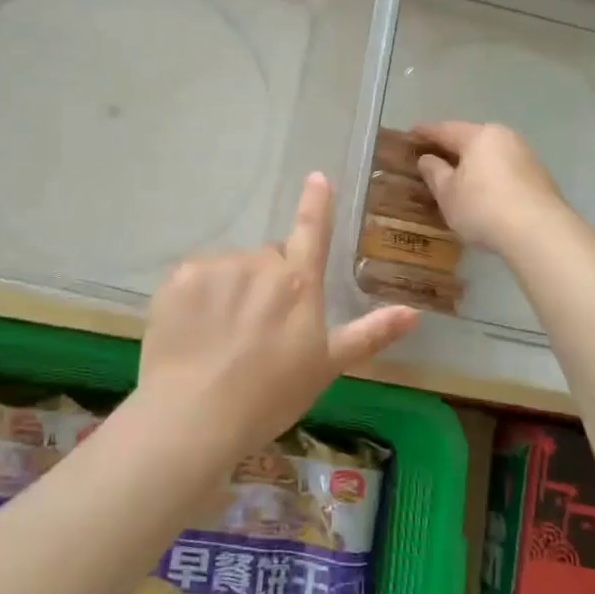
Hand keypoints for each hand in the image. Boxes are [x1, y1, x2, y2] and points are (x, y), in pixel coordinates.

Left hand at [140, 173, 418, 454]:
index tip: (316, 177)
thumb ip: (369, 335)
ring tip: (222, 338)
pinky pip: (195, 279)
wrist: (195, 416)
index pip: (312, 231)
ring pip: (230, 269)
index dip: (316, 203)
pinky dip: (196, 299)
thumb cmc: (270, 396)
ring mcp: (217, 267)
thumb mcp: (326, 367)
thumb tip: (414, 313)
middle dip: (268, 282)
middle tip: (259, 330)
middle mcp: (261, 264)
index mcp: (299, 283)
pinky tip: (193, 332)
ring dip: (231, 291)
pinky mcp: (180, 278)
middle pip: (268, 260)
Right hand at [413, 122, 563, 251]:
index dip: (425, 133)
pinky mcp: (539, 177)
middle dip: (451, 147)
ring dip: (472, 163)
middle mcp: (505, 138)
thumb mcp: (448, 193)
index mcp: (479, 136)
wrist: (539, 232)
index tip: (410, 134)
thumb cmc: (483, 207)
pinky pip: (504, 169)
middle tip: (432, 155)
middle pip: (471, 139)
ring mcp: (525, 156)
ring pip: (490, 154)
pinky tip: (483, 191)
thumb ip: (434, 173)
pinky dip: (489, 176)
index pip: (445, 130)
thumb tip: (427, 159)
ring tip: (457, 176)